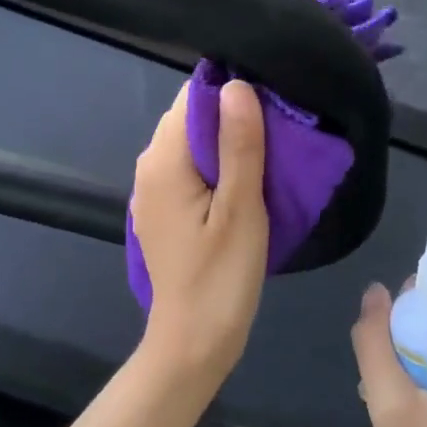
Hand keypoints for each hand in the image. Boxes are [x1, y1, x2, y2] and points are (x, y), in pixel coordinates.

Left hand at [131, 80, 268, 378]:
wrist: (192, 341)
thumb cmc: (221, 276)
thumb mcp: (241, 208)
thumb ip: (239, 145)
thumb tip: (237, 85)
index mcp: (164, 160)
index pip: (193, 98)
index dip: (231, 92)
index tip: (272, 101)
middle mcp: (148, 166)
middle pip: (190, 119)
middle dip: (230, 116)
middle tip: (278, 131)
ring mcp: (151, 191)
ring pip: (190, 145)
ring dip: (225, 143)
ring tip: (268, 154)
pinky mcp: (161, 210)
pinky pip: (187, 171)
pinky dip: (213, 167)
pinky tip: (242, 183)